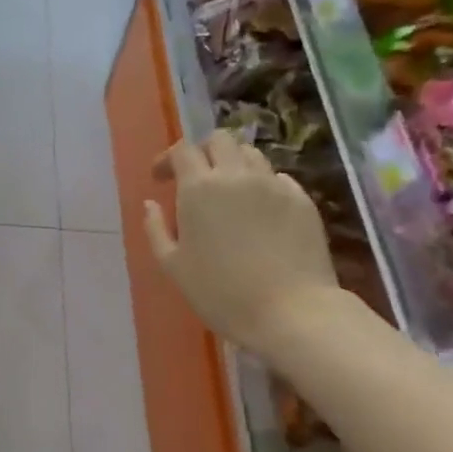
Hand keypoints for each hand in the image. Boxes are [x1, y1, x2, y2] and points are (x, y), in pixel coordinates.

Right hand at [144, 131, 339, 355]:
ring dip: (234, 164)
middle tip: (196, 178)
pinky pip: (277, 178)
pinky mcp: (302, 200)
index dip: (168, 159)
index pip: (182, 150)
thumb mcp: (173, 266)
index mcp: (199, 188)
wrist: (290, 311)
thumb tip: (150, 203)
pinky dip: (262, 184)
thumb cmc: (220, 293)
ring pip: (251, 154)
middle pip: (219, 140)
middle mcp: (236, 176)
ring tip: (229, 192)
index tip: (161, 179)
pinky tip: (258, 210)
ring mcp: (273, 185)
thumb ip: (156, 228)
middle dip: (203, 152)